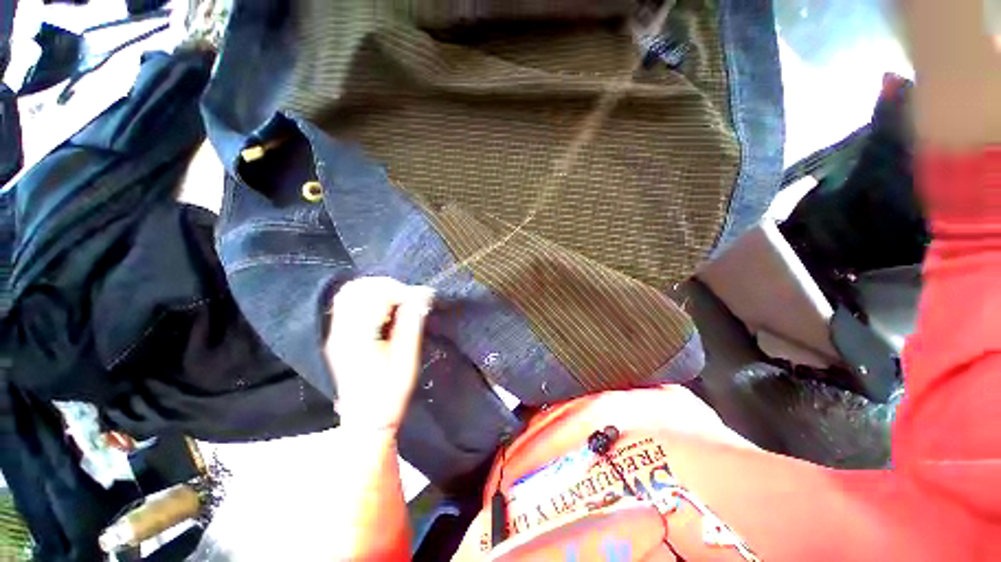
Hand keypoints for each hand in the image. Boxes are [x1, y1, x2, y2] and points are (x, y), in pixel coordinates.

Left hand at [325, 277, 433, 431]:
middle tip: (408, 297)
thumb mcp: (406, 361)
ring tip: (398, 300)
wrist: (365, 418)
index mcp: (357, 338)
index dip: (399, 291)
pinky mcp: (338, 334)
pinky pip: (349, 302)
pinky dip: (369, 297)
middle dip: (387, 286)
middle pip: (356, 288)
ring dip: (377, 289)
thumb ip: (411, 325)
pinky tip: (385, 308)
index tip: (419, 299)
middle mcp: (340, 331)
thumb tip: (421, 296)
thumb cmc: (390, 393)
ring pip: (350, 292)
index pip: (373, 296)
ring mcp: (336, 332)